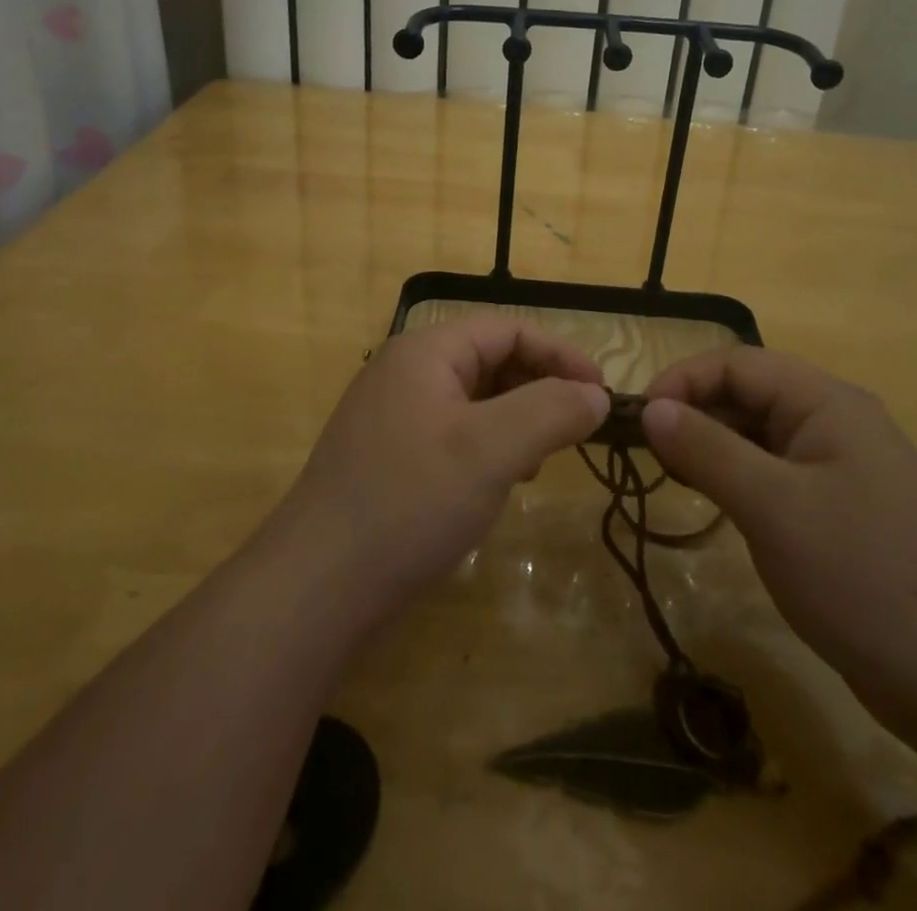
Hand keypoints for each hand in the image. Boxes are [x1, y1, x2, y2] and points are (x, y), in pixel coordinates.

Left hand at [269, 318, 609, 623]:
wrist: (316, 587)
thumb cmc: (410, 501)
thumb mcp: (492, 449)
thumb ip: (552, 411)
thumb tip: (596, 395)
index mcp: (425, 352)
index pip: (508, 329)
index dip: (560, 355)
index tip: (601, 395)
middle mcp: (405, 373)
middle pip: (490, 360)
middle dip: (538, 390)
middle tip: (573, 432)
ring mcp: (392, 417)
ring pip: (474, 401)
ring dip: (516, 422)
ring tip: (538, 462)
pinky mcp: (388, 458)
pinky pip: (453, 435)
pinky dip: (488, 449)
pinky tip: (498, 485)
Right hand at [642, 348, 916, 739]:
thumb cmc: (861, 576)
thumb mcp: (773, 508)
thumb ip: (708, 449)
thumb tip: (651, 409)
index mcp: (827, 402)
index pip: (738, 364)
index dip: (683, 381)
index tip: (639, 420)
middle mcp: (836, 422)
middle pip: (749, 394)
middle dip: (694, 413)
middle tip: (648, 454)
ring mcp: (841, 467)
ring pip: (759, 434)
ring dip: (712, 446)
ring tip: (673, 477)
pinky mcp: (840, 509)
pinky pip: (775, 473)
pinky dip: (737, 478)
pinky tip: (714, 503)